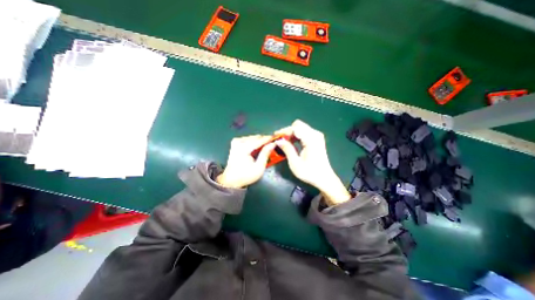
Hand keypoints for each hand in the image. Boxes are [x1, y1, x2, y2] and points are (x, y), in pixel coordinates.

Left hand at [216, 135, 274, 188]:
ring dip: (260, 141)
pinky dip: (254, 142)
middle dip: (265, 140)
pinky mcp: (235, 143)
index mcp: (243, 148)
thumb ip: (265, 154)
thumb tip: (272, 144)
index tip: (277, 138)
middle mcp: (239, 142)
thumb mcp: (259, 168)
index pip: (259, 140)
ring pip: (252, 137)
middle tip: (272, 144)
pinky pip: (247, 139)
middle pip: (255, 137)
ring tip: (266, 146)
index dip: (269, 139)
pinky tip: (257, 147)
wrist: (231, 180)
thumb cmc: (246, 175)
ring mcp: (236, 142)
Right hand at [274, 120, 353, 205]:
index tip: (275, 137)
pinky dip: (296, 136)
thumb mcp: (295, 163)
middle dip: (288, 131)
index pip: (295, 128)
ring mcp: (317, 136)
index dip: (284, 131)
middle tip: (280, 140)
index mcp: (311, 140)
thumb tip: (278, 140)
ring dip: (291, 134)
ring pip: (300, 128)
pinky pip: (304, 132)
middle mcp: (315, 134)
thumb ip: (287, 149)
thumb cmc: (310, 173)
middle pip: (298, 125)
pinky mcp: (317, 139)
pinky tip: (292, 143)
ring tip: (284, 143)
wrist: (324, 178)